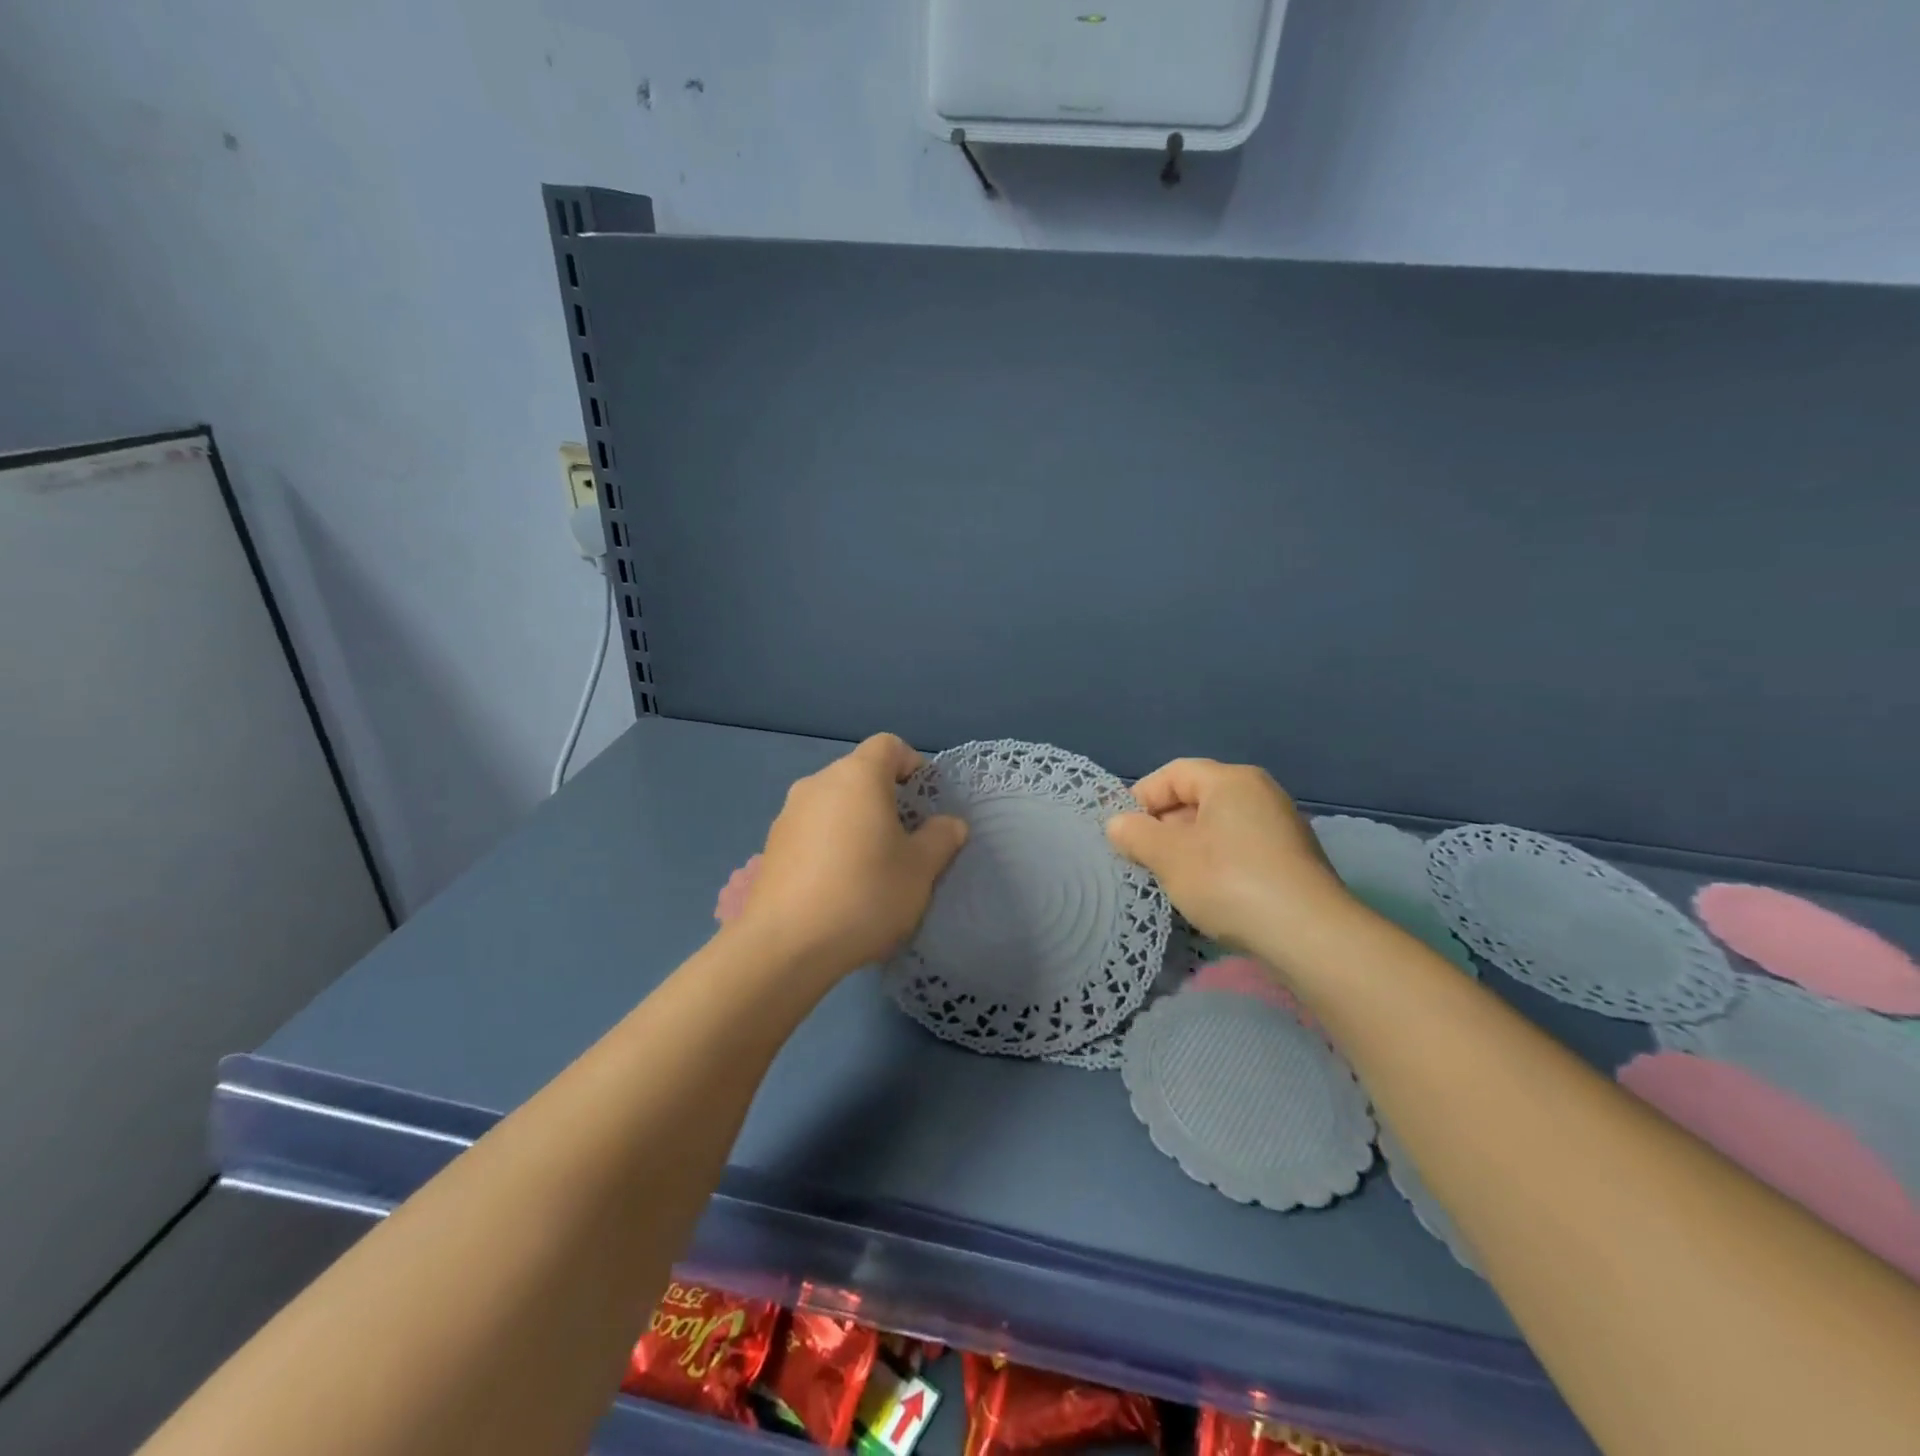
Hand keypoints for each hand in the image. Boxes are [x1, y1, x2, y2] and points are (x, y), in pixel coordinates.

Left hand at [732, 734, 968, 975]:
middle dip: (886, 798)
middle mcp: (818, 783)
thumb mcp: (920, 869)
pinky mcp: (771, 846)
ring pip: (834, 803)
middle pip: (859, 774)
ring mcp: (788, 814)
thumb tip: (949, 823)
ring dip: (856, 822)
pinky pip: (812, 830)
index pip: (889, 746)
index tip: (926, 801)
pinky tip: (838, 885)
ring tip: (871, 866)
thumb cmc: (865, 894)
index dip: (912, 765)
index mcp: (858, 776)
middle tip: (905, 838)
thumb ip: (940, 838)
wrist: (786, 945)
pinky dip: (830, 843)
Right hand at [1105, 758, 1346, 950]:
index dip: (1142, 797)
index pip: (1174, 773)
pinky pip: (1240, 848)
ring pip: (1218, 826)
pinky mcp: (1292, 860)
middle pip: (1197, 797)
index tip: (1123, 832)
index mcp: (1231, 780)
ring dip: (1187, 848)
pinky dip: (1216, 863)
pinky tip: (1207, 893)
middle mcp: (1260, 793)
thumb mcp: (1169, 857)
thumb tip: (1117, 824)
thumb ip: (1136, 835)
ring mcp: (1281, 826)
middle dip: (1163, 826)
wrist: (1309, 935)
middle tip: (1142, 859)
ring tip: (1170, 879)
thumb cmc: (1229, 882)